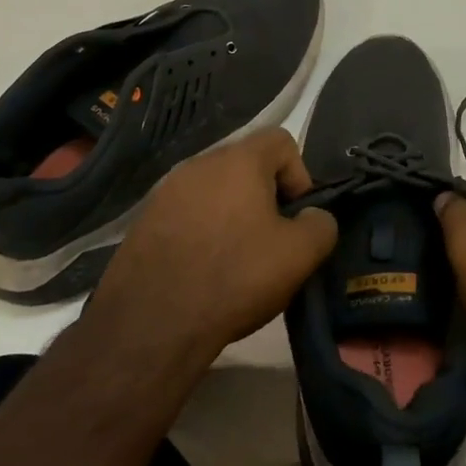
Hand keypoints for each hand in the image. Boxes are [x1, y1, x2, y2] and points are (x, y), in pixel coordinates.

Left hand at [84, 129, 336, 366]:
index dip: (299, 175)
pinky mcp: (144, 221)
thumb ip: (321, 225)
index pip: (281, 141)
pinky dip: (202, 232)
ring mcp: (165, 191)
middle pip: (247, 166)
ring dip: (232, 215)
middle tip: (271, 242)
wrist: (150, 324)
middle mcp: (199, 163)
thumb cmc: (234, 277)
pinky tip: (202, 271)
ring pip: (215, 191)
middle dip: (265, 197)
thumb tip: (314, 218)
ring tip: (236, 260)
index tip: (296, 218)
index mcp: (239, 160)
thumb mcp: (300, 255)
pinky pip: (187, 214)